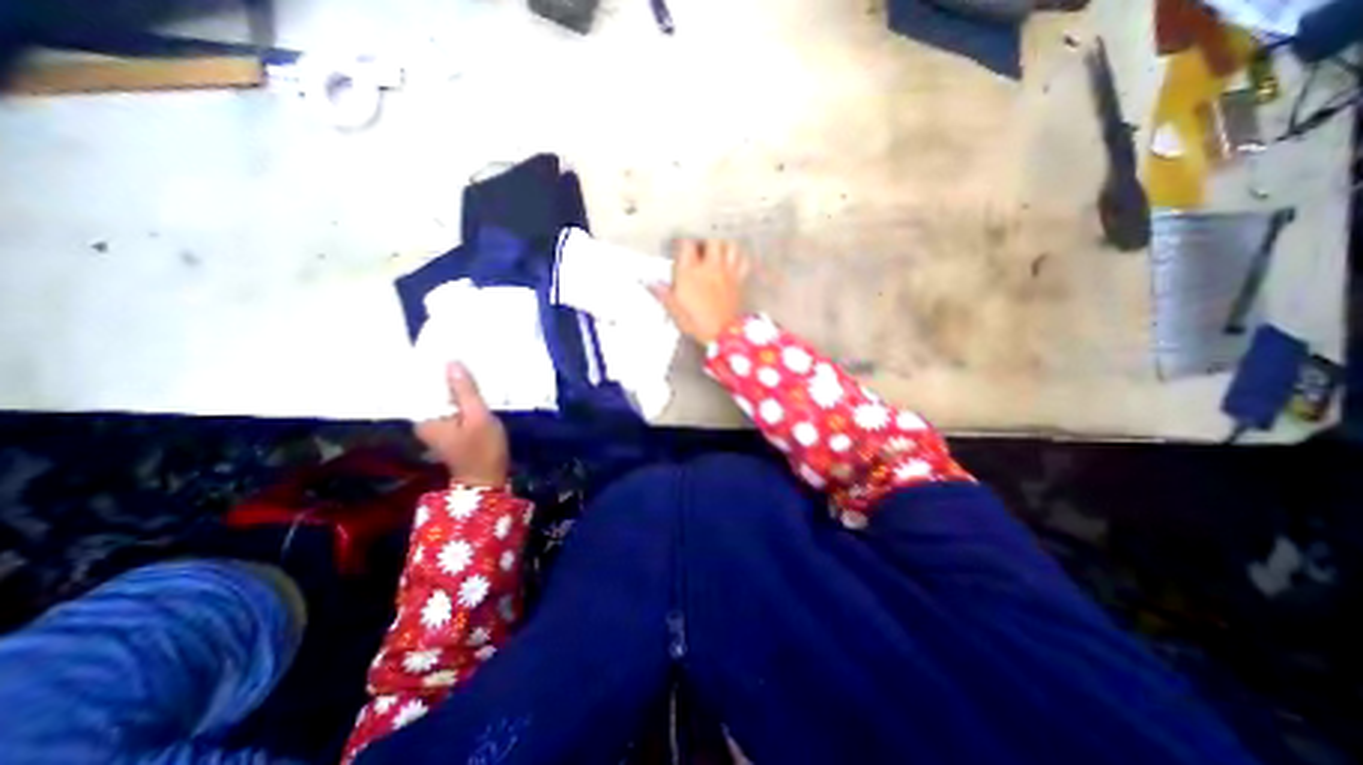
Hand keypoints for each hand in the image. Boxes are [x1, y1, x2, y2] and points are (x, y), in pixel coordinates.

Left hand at [415, 361, 511, 487]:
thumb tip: (451, 363)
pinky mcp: (449, 427)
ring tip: (468, 362)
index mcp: (425, 417)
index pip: (421, 384)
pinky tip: (473, 384)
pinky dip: (460, 394)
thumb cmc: (483, 450)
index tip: (443, 346)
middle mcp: (425, 419)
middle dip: (445, 373)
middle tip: (459, 350)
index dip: (431, 366)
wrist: (487, 480)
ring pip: (443, 396)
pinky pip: (451, 404)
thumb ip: (465, 391)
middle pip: (431, 389)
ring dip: (455, 383)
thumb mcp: (478, 417)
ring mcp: (437, 424)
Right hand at [650, 242, 756, 343]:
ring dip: (724, 246)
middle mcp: (710, 267)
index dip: (682, 242)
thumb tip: (650, 283)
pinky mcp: (739, 280)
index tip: (679, 247)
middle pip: (711, 240)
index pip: (687, 244)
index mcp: (690, 272)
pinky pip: (743, 261)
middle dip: (705, 242)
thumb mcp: (674, 310)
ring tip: (718, 252)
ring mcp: (727, 272)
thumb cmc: (695, 323)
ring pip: (730, 246)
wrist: (722, 334)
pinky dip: (739, 258)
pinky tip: (733, 262)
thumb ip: (663, 294)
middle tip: (700, 250)